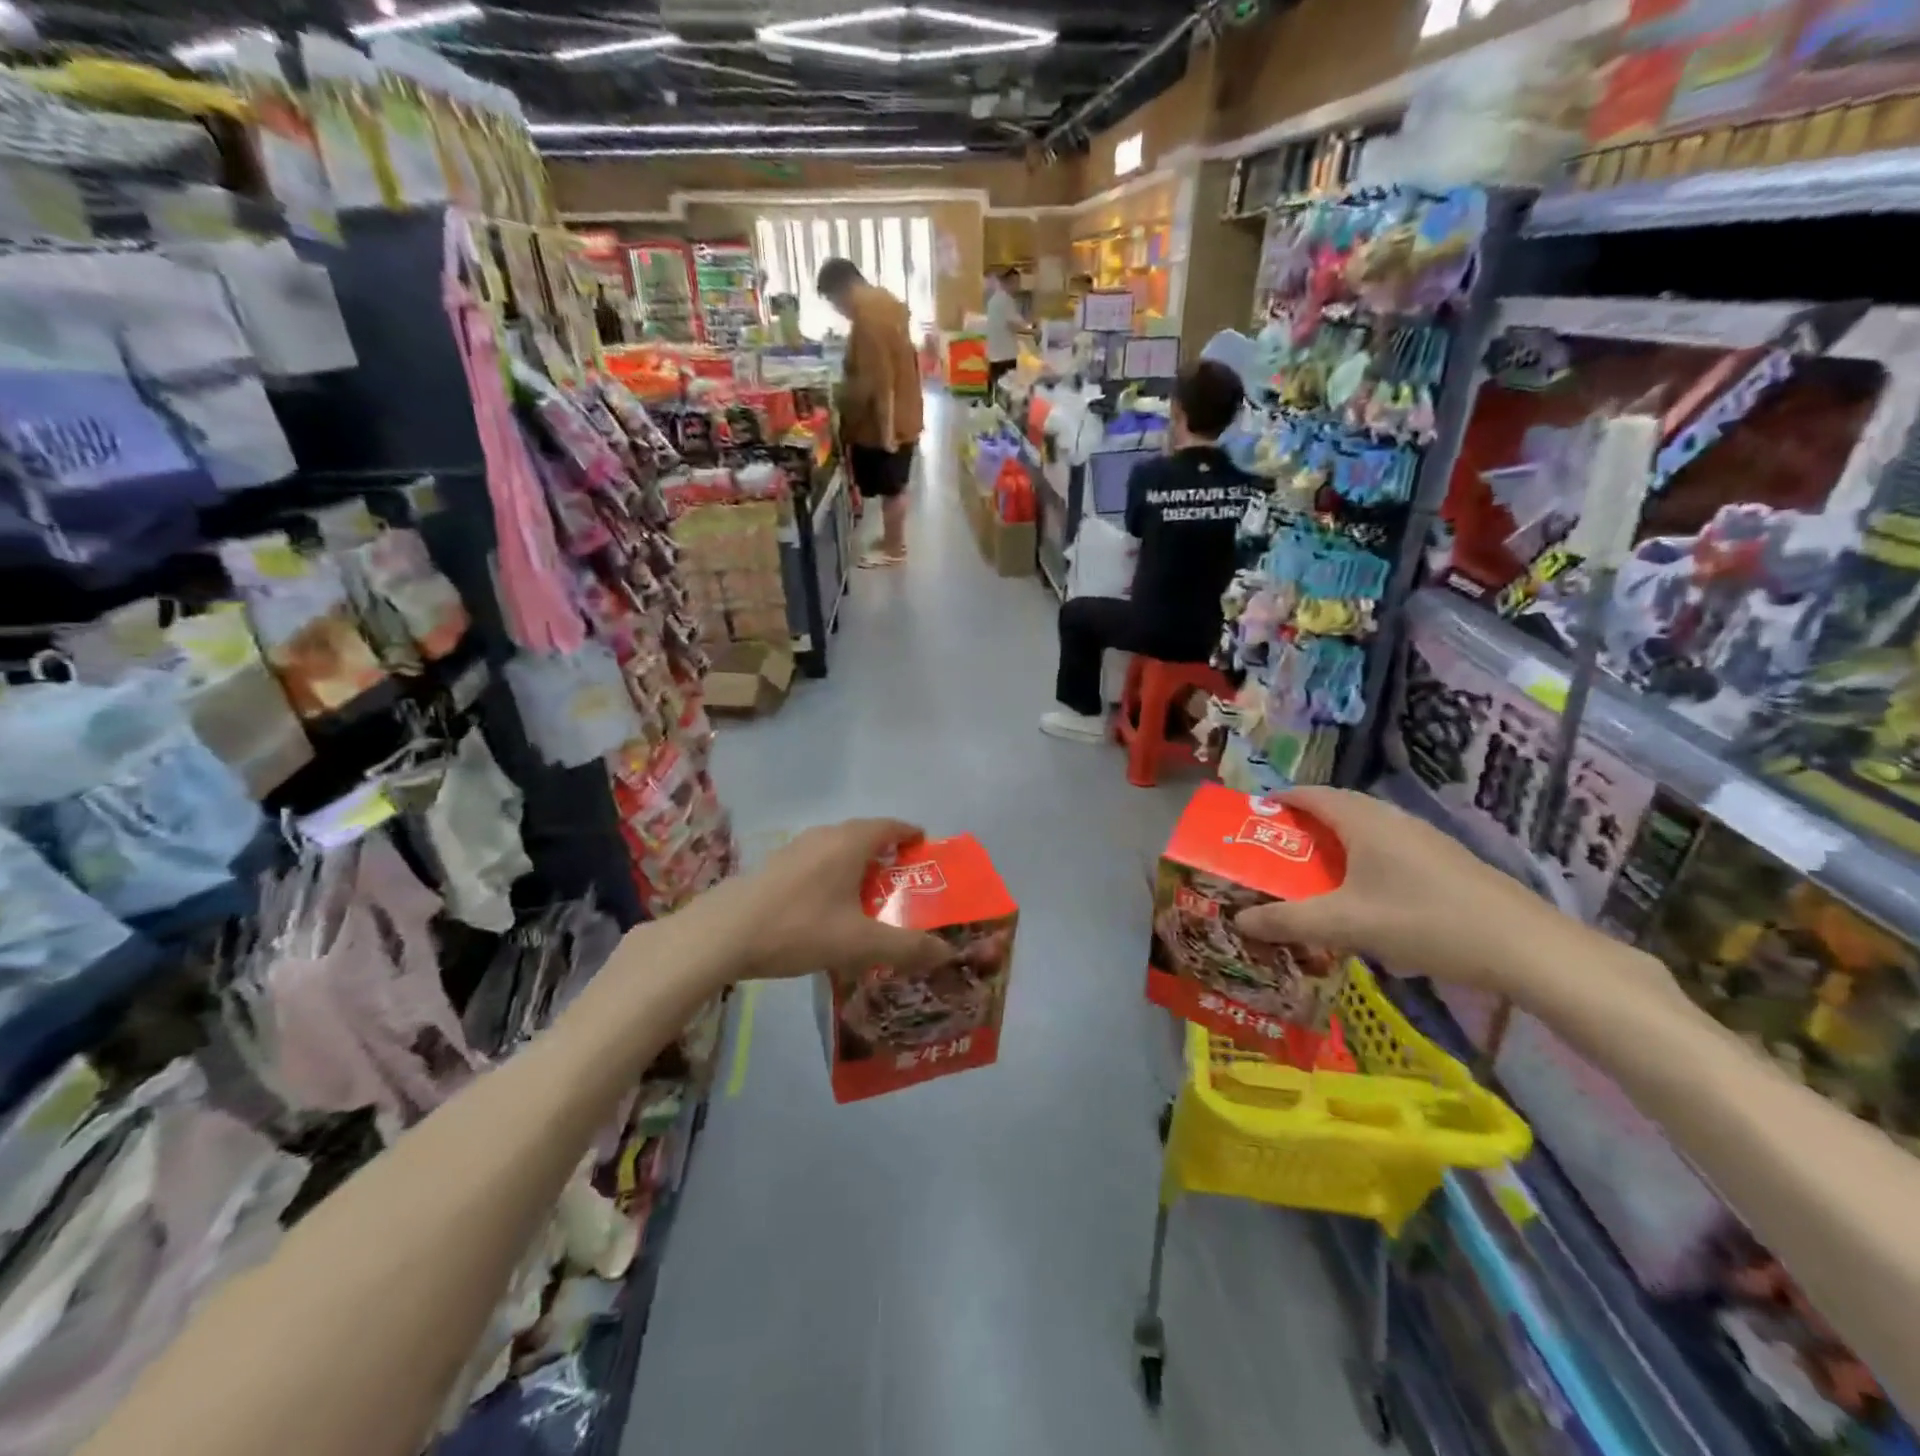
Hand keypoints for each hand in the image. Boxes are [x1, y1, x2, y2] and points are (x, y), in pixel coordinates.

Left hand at [692, 819, 952, 981]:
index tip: (926, 848)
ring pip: (838, 848)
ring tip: (870, 895)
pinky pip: (817, 862)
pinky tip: (829, 907)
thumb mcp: (860, 944)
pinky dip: (834, 875)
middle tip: (905, 881)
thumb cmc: (799, 929)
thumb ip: (906, 947)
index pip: (890, 826)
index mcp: (849, 842)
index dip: (911, 834)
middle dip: (887, 853)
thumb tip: (947, 952)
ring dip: (858, 864)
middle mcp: (824, 836)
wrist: (723, 934)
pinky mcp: (775, 866)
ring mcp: (795, 849)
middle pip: (865, 835)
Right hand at [1231, 787, 1584, 994]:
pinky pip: (1386, 848)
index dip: (1277, 801)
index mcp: (1363, 820)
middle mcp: (1391, 819)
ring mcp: (1422, 839)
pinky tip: (1361, 898)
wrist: (1525, 947)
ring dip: (1333, 846)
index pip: (1310, 794)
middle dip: (1301, 827)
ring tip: (1310, 876)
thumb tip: (1238, 919)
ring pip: (1364, 830)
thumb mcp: (1346, 924)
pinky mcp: (1443, 862)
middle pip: (1335, 809)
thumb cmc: (1424, 921)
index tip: (1250, 820)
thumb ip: (1288, 921)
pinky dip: (1360, 861)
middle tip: (1273, 853)